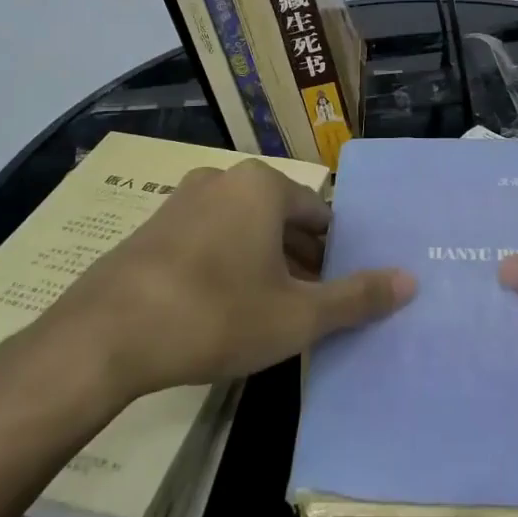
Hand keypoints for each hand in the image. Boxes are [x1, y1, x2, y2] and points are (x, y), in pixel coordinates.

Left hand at [49, 160, 414, 400]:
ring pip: (244, 230)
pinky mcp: (152, 228)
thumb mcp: (297, 316)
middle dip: (301, 261)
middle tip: (311, 308)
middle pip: (282, 219)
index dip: (336, 255)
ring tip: (271, 313)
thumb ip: (357, 297)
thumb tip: (411, 281)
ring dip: (265, 265)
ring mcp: (182, 201)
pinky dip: (227, 265)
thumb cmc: (216, 315)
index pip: (320, 215)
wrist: (105, 337)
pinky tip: (223, 309)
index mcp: (262, 185)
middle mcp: (223, 179)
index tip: (339, 292)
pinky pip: (208, 239)